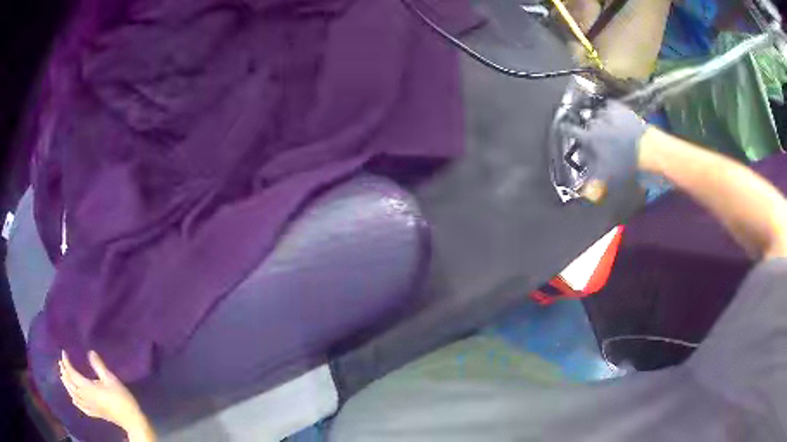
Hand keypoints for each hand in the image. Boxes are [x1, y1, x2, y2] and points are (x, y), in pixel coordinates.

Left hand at [59, 351, 154, 440]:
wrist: (130, 419)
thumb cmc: (121, 398)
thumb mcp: (111, 379)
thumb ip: (99, 366)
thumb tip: (90, 352)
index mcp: (88, 388)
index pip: (72, 373)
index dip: (66, 363)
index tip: (63, 352)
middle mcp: (86, 397)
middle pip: (71, 385)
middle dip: (65, 373)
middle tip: (61, 363)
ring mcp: (90, 407)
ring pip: (74, 396)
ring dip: (67, 386)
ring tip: (63, 377)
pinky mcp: (95, 413)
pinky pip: (82, 407)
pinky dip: (76, 401)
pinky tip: (74, 399)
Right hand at [562, 100, 647, 193]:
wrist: (646, 148)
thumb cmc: (625, 163)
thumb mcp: (607, 177)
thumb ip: (592, 183)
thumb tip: (583, 191)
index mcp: (589, 137)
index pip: (570, 130)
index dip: (567, 131)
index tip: (564, 130)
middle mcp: (595, 122)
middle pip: (586, 124)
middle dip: (589, 130)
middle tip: (595, 139)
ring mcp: (607, 113)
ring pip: (598, 115)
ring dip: (600, 120)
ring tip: (607, 129)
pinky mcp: (619, 107)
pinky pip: (610, 106)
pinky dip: (610, 110)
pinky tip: (613, 117)